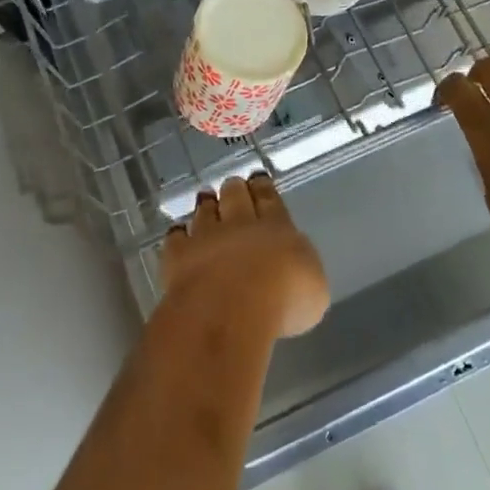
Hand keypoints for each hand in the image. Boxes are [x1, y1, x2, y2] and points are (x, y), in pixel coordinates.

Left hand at [159, 173, 329, 338]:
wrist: (230, 311)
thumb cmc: (283, 302)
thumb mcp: (313, 290)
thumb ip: (302, 269)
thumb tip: (295, 267)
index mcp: (278, 228)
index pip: (270, 199)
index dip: (263, 187)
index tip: (258, 178)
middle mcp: (240, 225)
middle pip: (236, 196)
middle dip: (235, 189)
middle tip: (233, 184)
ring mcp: (206, 237)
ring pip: (205, 211)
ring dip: (206, 204)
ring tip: (205, 197)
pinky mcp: (178, 255)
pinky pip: (176, 237)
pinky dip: (178, 234)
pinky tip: (178, 233)